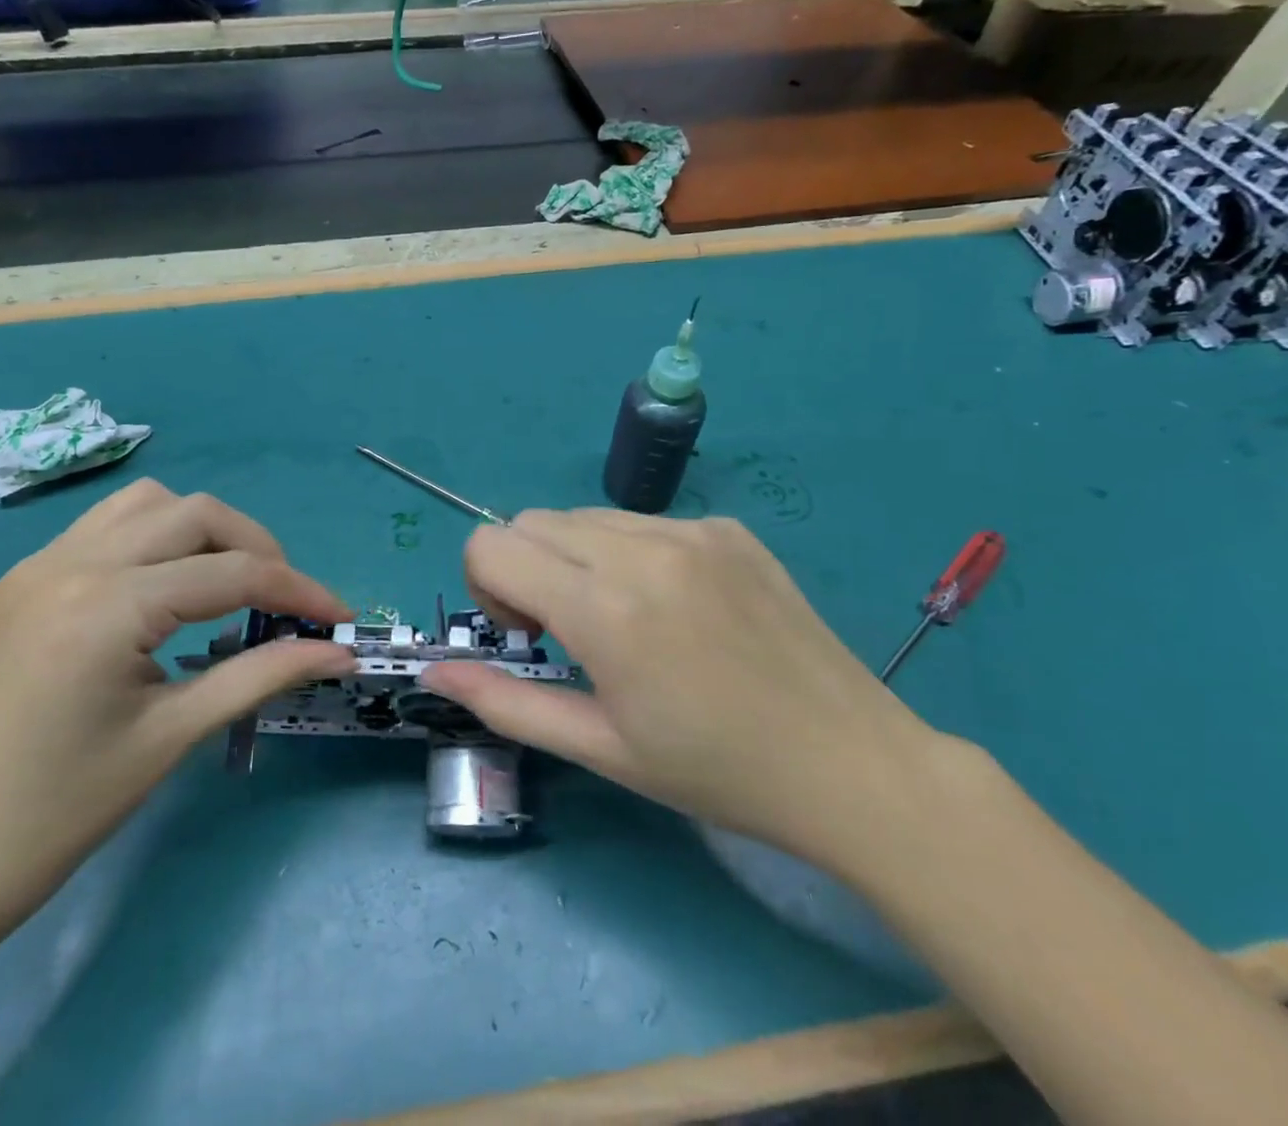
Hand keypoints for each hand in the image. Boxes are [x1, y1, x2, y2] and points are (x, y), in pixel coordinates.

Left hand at [0, 479, 354, 951]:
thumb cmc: (57, 815)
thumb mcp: (170, 737)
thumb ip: (261, 675)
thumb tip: (336, 652)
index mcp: (107, 605)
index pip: (232, 572)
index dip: (299, 591)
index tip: (340, 619)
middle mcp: (71, 562)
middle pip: (195, 513)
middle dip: (257, 547)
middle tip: (287, 602)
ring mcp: (38, 566)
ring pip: (147, 505)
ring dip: (202, 532)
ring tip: (229, 586)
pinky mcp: (22, 583)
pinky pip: (106, 528)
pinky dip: (155, 541)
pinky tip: (166, 593)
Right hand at [420, 510, 945, 880]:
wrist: (851, 763)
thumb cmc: (716, 771)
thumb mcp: (602, 748)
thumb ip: (506, 702)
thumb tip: (435, 667)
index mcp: (605, 609)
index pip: (491, 545)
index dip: (488, 588)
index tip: (529, 635)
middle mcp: (642, 548)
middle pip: (531, 522)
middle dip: (525, 569)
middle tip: (569, 632)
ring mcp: (692, 530)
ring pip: (585, 516)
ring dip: (576, 558)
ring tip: (624, 618)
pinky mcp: (728, 527)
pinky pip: (643, 521)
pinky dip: (629, 553)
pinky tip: (676, 607)